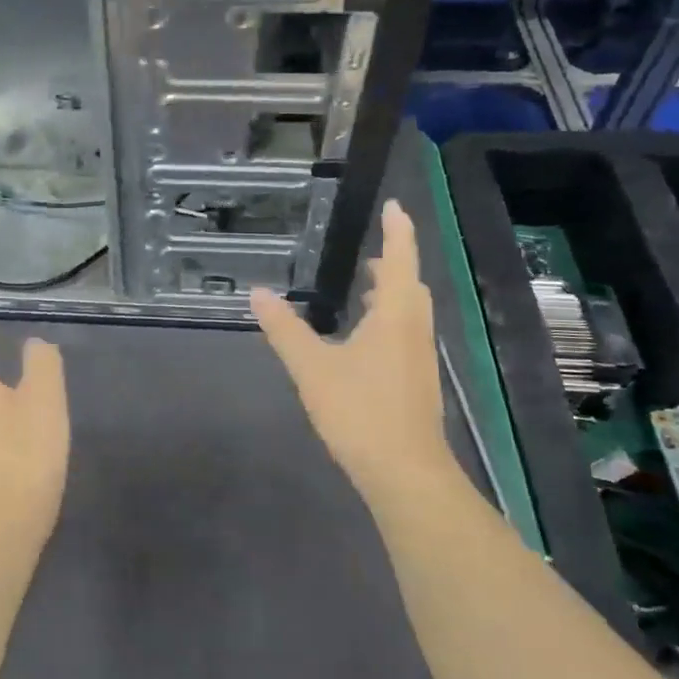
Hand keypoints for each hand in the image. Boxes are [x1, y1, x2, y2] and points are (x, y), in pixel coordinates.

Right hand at [250, 200, 446, 500]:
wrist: (405, 472)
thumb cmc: (360, 411)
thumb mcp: (312, 367)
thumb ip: (284, 329)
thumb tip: (258, 293)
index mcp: (395, 314)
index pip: (401, 258)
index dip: (398, 230)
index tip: (396, 206)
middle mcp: (414, 328)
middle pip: (410, 284)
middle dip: (394, 262)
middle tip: (371, 251)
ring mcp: (420, 356)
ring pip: (410, 311)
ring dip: (392, 292)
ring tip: (365, 287)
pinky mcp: (417, 380)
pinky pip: (406, 333)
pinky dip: (389, 319)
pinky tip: (365, 338)